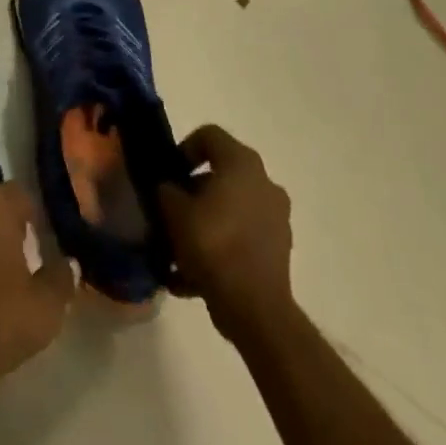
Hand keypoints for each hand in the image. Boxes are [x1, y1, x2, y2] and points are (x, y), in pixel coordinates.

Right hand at [157, 126, 293, 341]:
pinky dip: (220, 246)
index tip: (170, 173)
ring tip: (178, 247)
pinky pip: (241, 237)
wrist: (255, 309)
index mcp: (242, 164)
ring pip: (231, 209)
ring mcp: (276, 218)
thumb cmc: (213, 244)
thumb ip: (166, 190)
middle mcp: (264, 183)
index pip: (209, 135)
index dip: (184, 148)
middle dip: (193, 191)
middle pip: (221, 174)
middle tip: (171, 209)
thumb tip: (168, 189)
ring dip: (205, 221)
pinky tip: (192, 273)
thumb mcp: (174, 210)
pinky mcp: (279, 251)